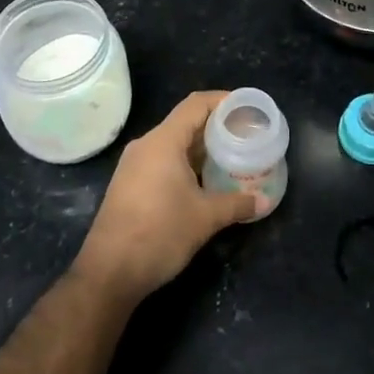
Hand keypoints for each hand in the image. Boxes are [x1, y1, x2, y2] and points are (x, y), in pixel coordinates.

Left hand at [73, 90, 257, 303]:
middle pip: (185, 122)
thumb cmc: (160, 234)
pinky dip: (185, 163)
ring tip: (230, 157)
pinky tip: (204, 180)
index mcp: (163, 141)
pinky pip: (162, 161)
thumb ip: (237, 204)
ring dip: (201, 147)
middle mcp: (146, 145)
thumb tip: (264, 201)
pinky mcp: (129, 184)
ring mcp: (134, 165)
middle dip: (216, 126)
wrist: (109, 273)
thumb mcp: (206, 218)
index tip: (247, 108)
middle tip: (244, 135)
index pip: (196, 105)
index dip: (222, 100)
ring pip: (173, 143)